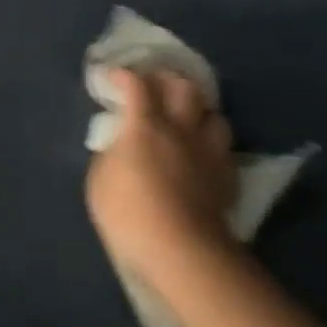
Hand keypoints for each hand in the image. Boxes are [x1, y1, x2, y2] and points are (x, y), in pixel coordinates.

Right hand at [85, 69, 236, 290]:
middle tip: (156, 85)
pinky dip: (213, 146)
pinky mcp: (227, 178)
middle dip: (169, 80)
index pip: (136, 84)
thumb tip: (119, 145)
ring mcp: (208, 152)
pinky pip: (224, 150)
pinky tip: (204, 156)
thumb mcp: (99, 182)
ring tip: (189, 119)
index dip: (123, 75)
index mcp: (145, 125)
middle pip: (184, 87)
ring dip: (200, 111)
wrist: (181, 251)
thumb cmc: (129, 213)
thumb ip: (110, 154)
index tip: (112, 77)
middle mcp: (180, 129)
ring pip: (214, 115)